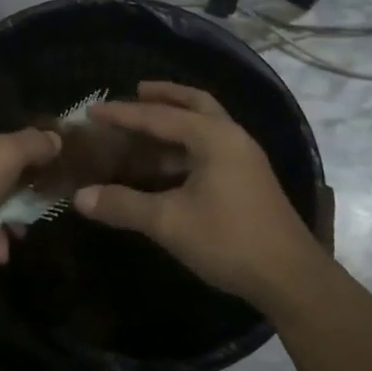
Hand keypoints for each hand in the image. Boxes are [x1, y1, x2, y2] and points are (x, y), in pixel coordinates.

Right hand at [72, 81, 323, 311]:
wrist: (291, 278)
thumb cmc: (229, 240)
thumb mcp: (169, 222)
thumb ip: (124, 205)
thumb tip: (80, 197)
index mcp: (213, 138)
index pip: (159, 117)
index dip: (123, 114)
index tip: (92, 110)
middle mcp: (231, 138)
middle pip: (195, 103)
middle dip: (165, 96)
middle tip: (135, 92)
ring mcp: (244, 159)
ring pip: (205, 125)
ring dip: (176, 120)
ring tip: (146, 124)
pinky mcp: (248, 179)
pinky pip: (211, 147)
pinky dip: (186, 144)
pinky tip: (167, 163)